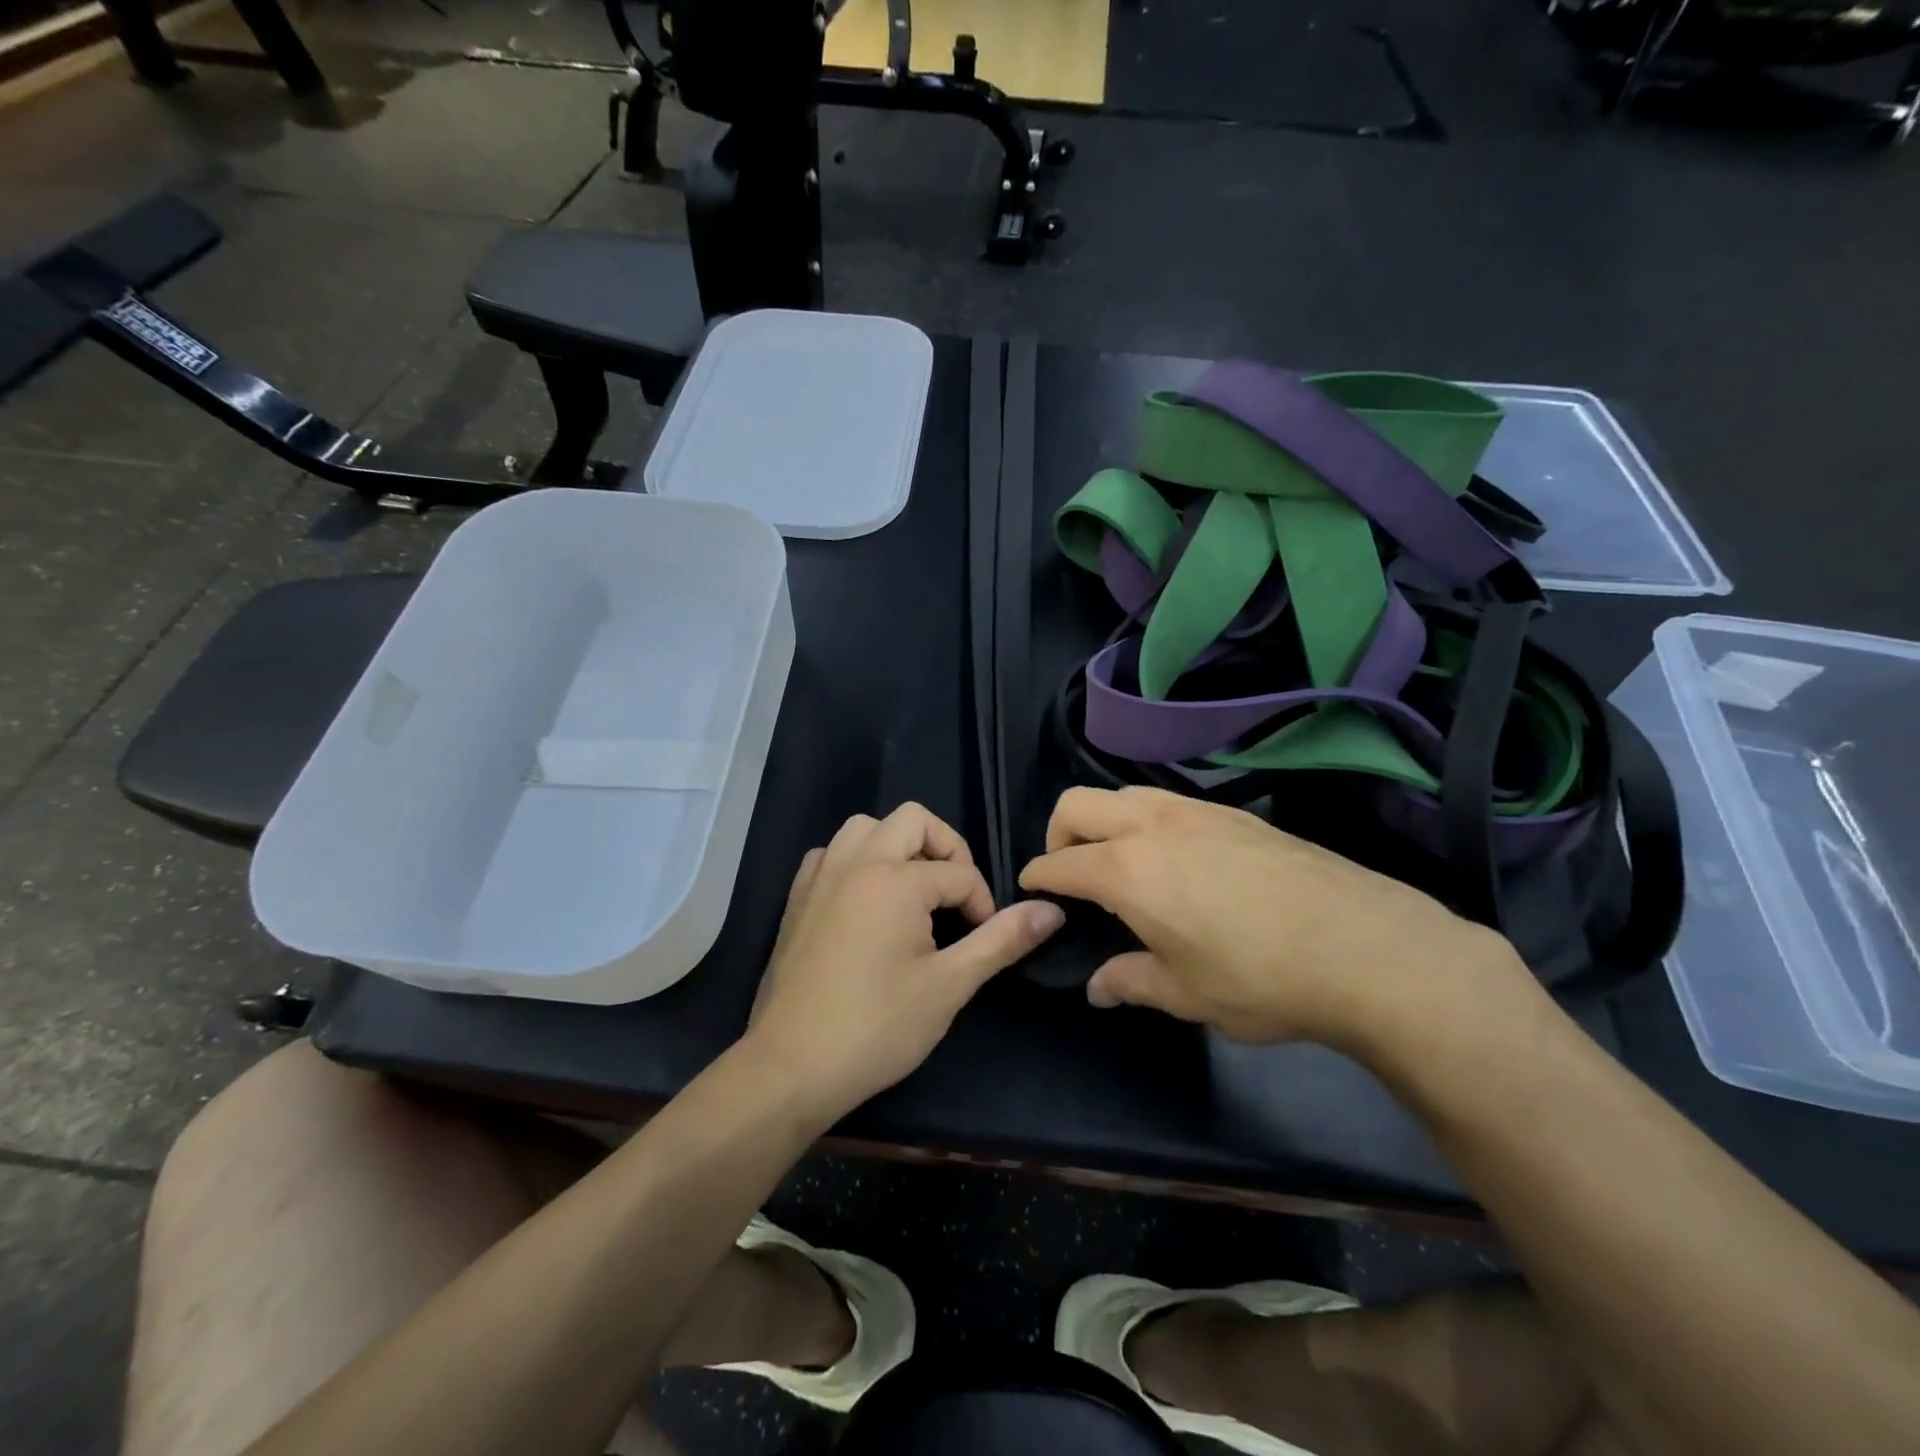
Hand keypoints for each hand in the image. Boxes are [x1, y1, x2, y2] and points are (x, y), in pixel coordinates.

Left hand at [747, 803, 1065, 1121]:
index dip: (983, 905)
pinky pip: (832, 853)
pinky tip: (866, 901)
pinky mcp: (797, 896)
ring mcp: (820, 875)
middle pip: (913, 820)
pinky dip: (856, 860)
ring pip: (865, 827)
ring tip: (914, 891)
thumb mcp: (950, 985)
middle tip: (955, 896)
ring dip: (897, 845)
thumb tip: (1052, 910)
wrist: (791, 1066)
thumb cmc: (877, 1026)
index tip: (982, 941)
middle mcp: (856, 861)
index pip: (959, 873)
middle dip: (946, 849)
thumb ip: (1001, 940)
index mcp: (896, 879)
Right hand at [1018, 787, 1526, 1049]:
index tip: (1030, 889)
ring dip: (1105, 819)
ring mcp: (1197, 811)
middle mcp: (1152, 826)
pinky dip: (1150, 820)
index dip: (1037, 876)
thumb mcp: (1187, 994)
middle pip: (1078, 804)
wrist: (1367, 949)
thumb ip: (1131, 981)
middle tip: (1070, 871)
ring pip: (1125, 793)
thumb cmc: (1261, 979)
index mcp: (1127, 871)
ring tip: (1123, 861)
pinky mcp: (1236, 813)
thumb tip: (1098, 987)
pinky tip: (1180, 859)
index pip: (1060, 862)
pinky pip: (1169, 801)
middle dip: (1058, 832)